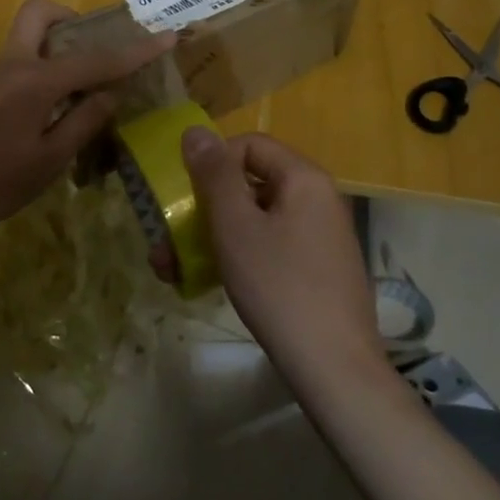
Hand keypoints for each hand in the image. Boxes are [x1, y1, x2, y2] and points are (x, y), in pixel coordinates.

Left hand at [0, 0, 174, 251]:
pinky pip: (5, 68)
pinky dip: (26, 79)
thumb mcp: (48, 162)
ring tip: (61, 104)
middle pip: (39, 13)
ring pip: (22, 43)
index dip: (135, 50)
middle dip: (70, 19)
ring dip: (48, 56)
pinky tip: (23, 122)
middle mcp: (8, 63)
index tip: (166, 36)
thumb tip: (109, 93)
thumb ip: (82, 122)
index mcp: (35, 81)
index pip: (96, 59)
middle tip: (88, 52)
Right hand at [181, 129, 382, 385]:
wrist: (334, 369)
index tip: (186, 195)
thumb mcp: (236, 226)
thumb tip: (196, 131)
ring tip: (172, 269)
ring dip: (210, 237)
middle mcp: (317, 200)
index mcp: (304, 179)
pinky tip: (207, 283)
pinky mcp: (316, 270)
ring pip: (254, 220)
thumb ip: (214, 175)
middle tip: (165, 239)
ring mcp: (319, 237)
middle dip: (202, 209)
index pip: (250, 145)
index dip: (212, 162)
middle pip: (250, 184)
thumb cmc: (279, 286)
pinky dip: (237, 256)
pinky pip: (269, 247)